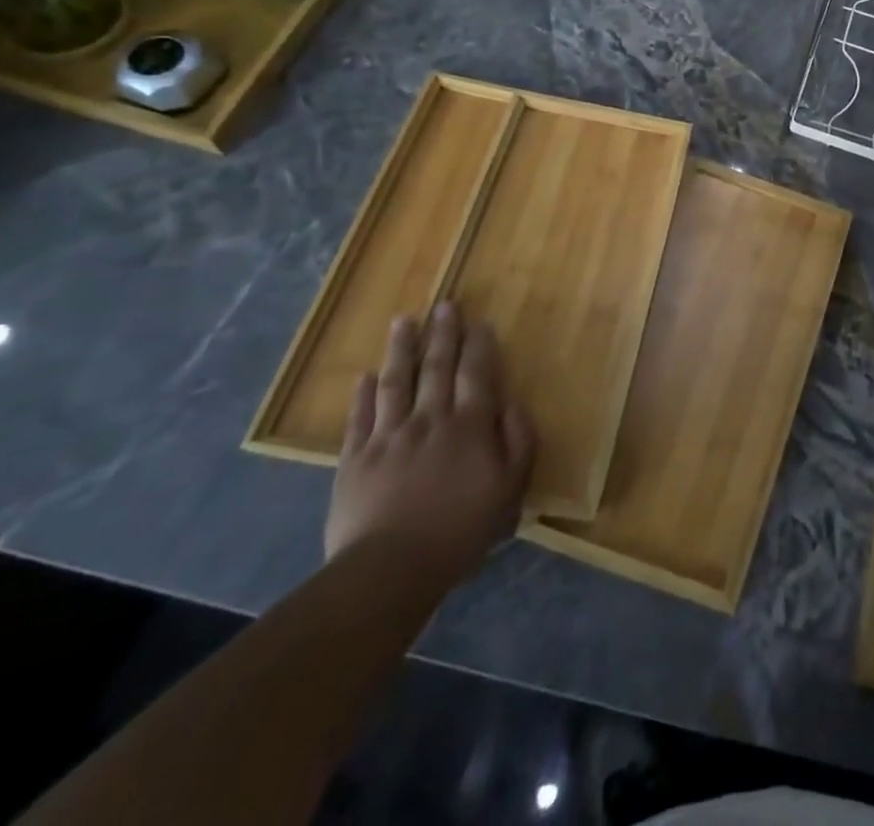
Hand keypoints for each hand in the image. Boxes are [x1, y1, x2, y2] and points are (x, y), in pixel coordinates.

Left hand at [324, 302, 535, 588]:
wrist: (389, 569)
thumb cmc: (460, 531)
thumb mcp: (510, 490)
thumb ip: (518, 442)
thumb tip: (513, 405)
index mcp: (469, 425)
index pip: (477, 373)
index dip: (479, 345)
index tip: (480, 322)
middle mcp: (430, 419)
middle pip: (436, 367)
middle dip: (443, 334)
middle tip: (444, 304)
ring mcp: (388, 436)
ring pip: (396, 382)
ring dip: (401, 349)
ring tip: (403, 321)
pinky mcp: (355, 459)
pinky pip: (360, 417)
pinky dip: (363, 394)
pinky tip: (366, 376)